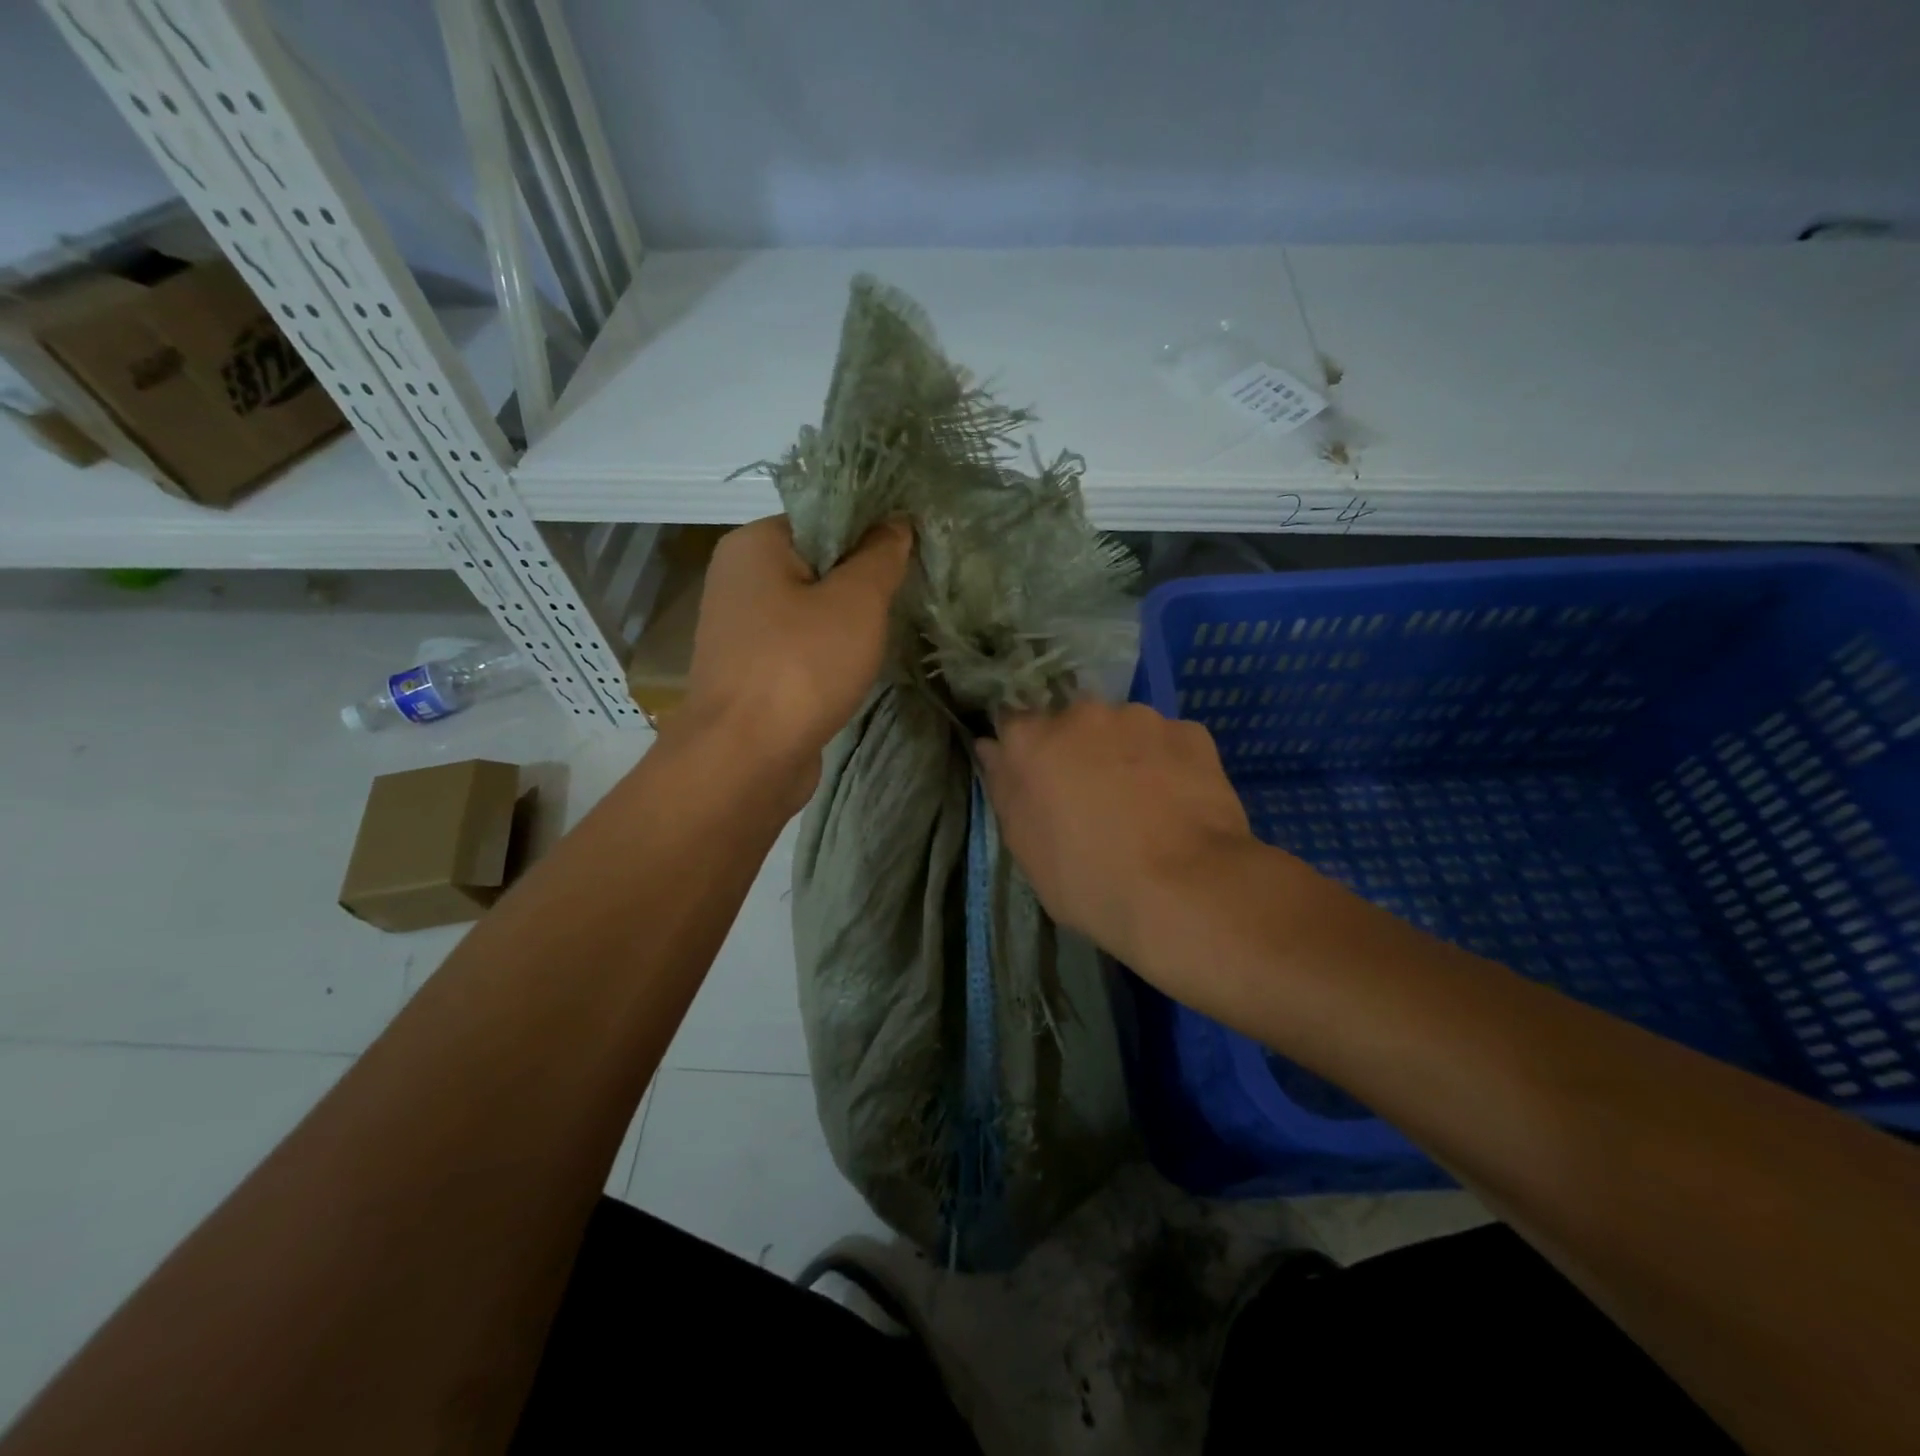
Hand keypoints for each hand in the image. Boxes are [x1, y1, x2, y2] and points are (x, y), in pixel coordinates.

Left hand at [676, 515, 912, 802]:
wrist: (745, 760)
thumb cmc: (801, 667)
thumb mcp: (856, 601)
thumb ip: (880, 555)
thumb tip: (897, 522)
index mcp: (754, 545)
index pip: (823, 517)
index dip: (871, 531)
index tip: (911, 553)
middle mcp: (739, 580)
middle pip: (817, 563)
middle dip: (863, 581)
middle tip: (908, 594)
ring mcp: (742, 630)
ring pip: (811, 610)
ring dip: (849, 621)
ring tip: (890, 630)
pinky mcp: (752, 672)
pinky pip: (801, 647)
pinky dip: (830, 653)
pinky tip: (859, 666)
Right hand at [977, 700, 1257, 972]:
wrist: (1185, 890)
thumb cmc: (1088, 879)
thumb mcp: (1026, 848)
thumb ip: (1005, 788)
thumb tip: (991, 747)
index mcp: (1034, 740)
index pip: (1014, 723)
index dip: (1024, 750)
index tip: (1037, 780)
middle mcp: (1083, 714)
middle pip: (1072, 724)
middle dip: (1078, 751)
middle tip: (1093, 799)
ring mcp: (1141, 718)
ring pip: (1124, 729)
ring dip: (1125, 754)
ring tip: (1144, 804)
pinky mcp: (1191, 732)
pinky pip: (1169, 742)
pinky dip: (1168, 763)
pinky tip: (1178, 803)